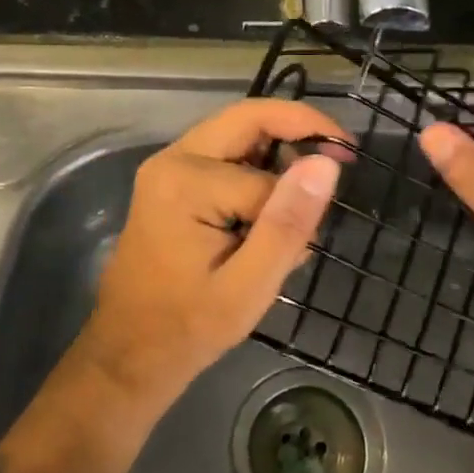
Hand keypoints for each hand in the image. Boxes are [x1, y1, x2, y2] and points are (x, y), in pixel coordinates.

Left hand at [83, 99, 346, 398]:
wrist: (129, 352)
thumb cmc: (188, 326)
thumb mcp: (249, 286)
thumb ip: (287, 223)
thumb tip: (326, 163)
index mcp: (186, 181)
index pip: (266, 175)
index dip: (299, 199)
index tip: (321, 229)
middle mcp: (173, 159)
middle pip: (250, 120)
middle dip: (300, 132)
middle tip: (343, 158)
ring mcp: (169, 167)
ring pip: (241, 135)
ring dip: (279, 156)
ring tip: (302, 205)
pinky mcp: (173, 180)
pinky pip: (227, 156)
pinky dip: (259, 172)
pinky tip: (271, 214)